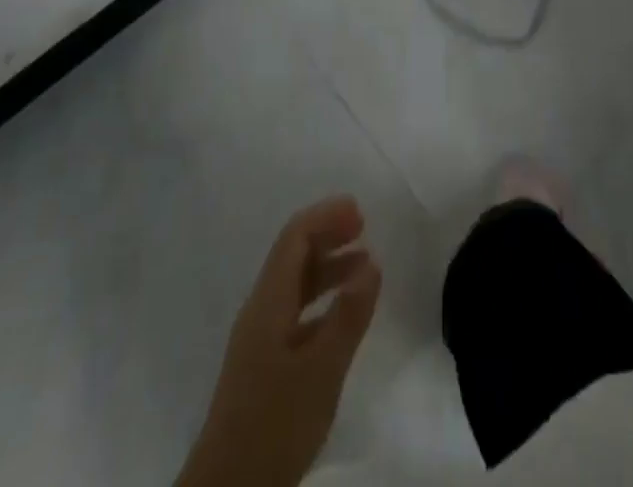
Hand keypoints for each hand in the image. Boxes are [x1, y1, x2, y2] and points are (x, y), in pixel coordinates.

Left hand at [177, 197, 381, 486]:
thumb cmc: (274, 423)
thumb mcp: (321, 370)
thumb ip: (348, 315)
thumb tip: (372, 260)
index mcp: (268, 301)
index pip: (294, 238)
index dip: (325, 216)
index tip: (359, 210)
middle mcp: (260, 310)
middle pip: (293, 256)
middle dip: (327, 234)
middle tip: (364, 227)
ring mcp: (259, 339)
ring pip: (295, 285)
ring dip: (328, 268)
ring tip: (364, 266)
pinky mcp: (263, 366)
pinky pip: (296, 312)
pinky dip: (322, 300)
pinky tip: (342, 316)